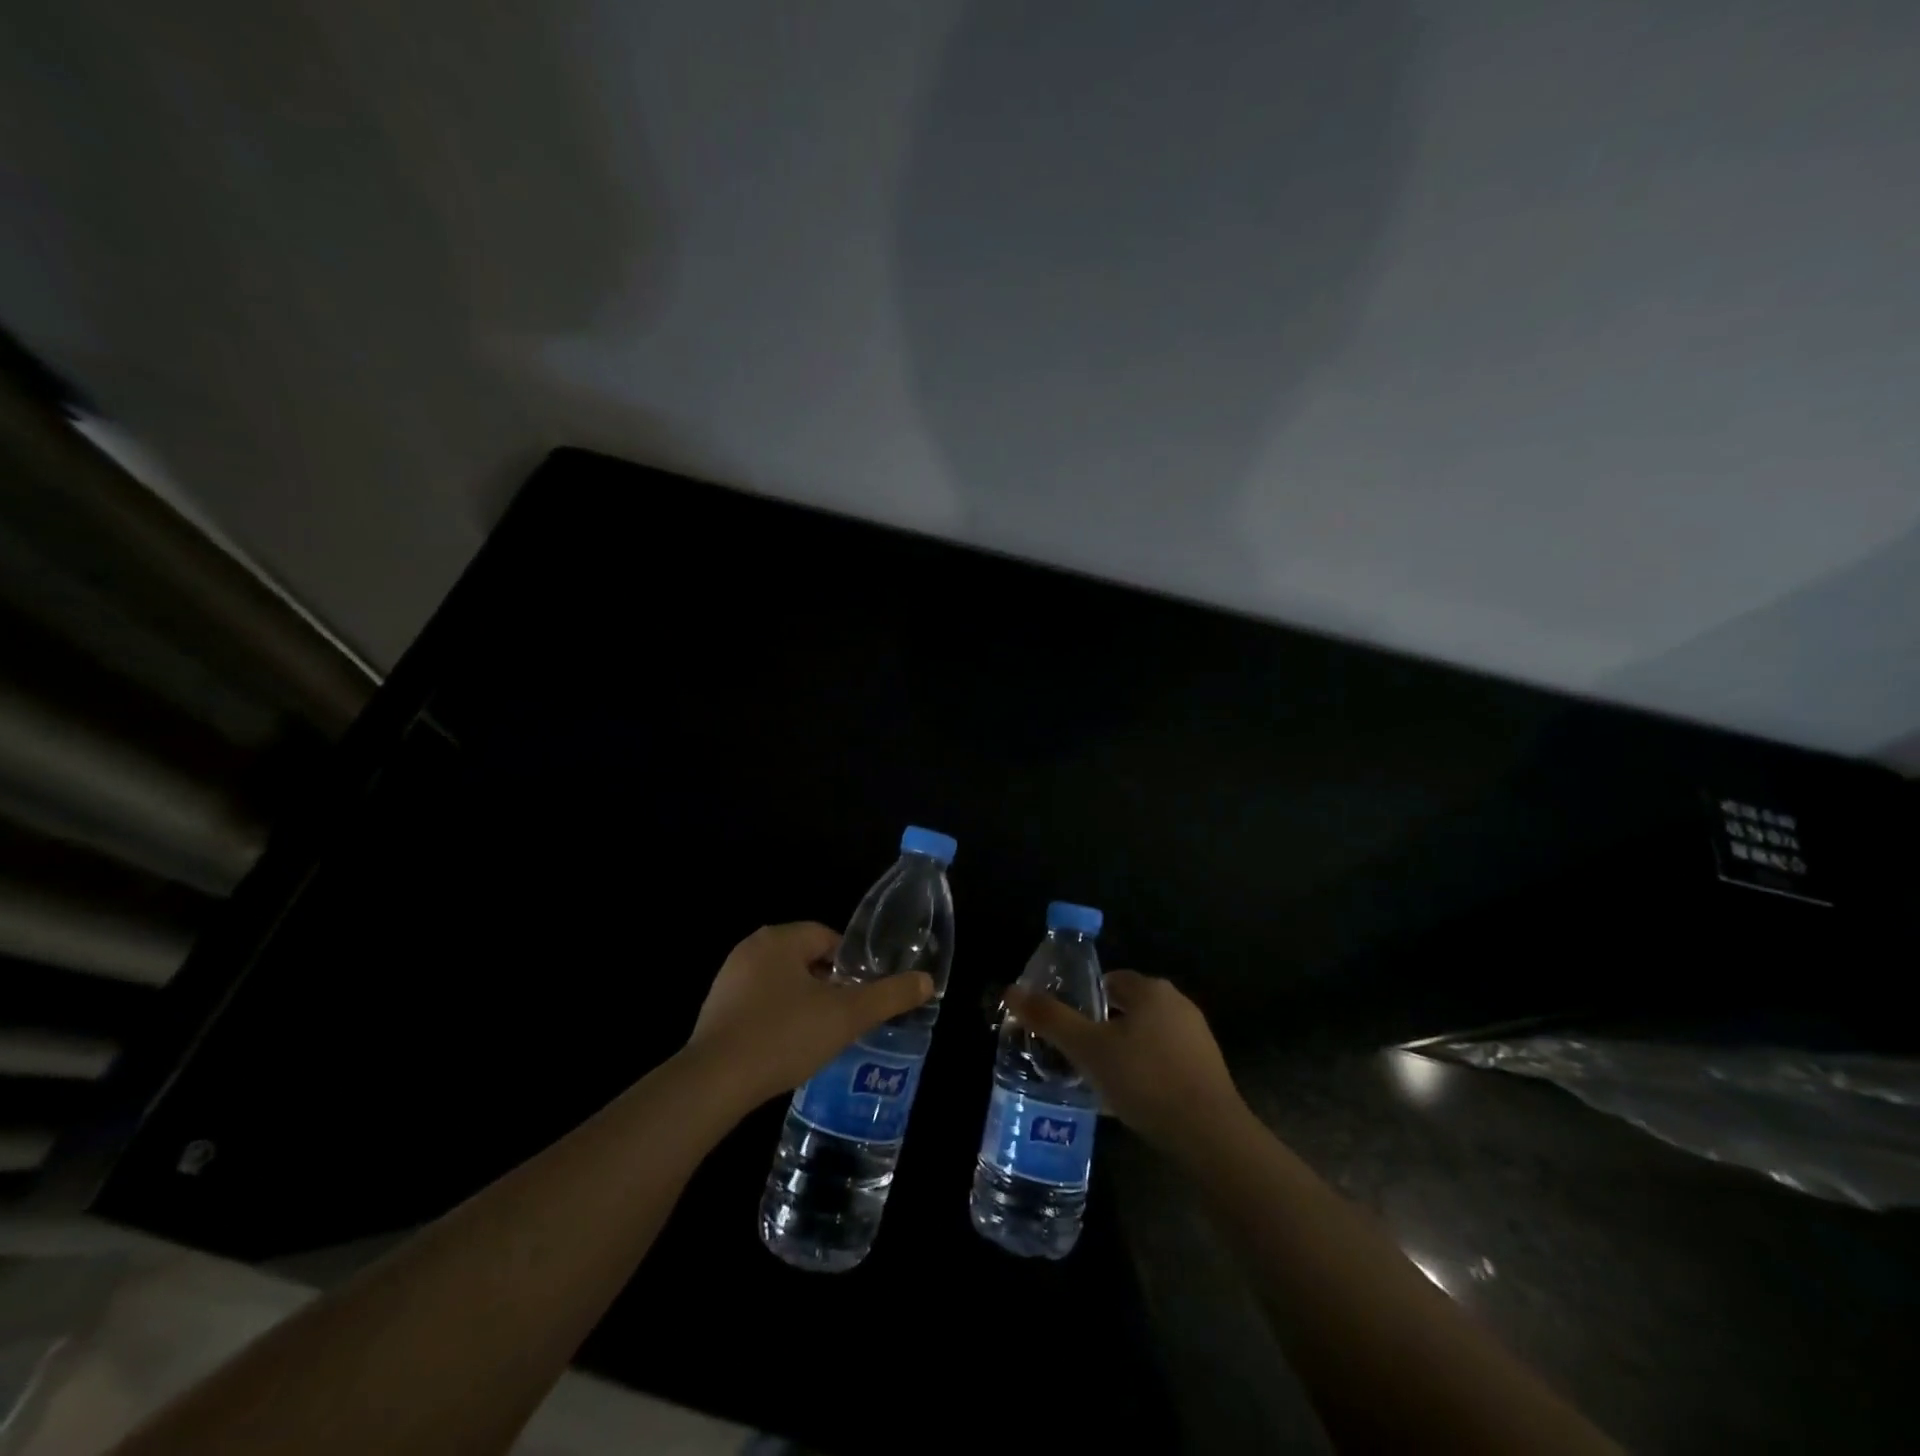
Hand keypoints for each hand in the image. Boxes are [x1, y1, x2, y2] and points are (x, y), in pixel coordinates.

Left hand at [687, 922, 933, 1105]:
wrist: (713, 1083)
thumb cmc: (784, 1035)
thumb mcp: (846, 1016)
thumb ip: (889, 996)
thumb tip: (927, 980)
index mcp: (780, 938)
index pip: (828, 937)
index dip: (851, 965)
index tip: (861, 995)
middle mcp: (751, 948)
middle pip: (805, 958)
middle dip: (828, 985)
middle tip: (846, 1018)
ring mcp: (728, 979)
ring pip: (782, 982)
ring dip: (803, 1003)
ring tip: (820, 1037)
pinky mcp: (715, 1010)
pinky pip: (758, 1004)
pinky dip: (777, 1019)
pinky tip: (786, 1049)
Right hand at [1005, 971, 1243, 1149]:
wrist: (1210, 1135)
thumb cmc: (1144, 1080)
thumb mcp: (1088, 1049)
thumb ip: (1050, 1018)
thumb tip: (1010, 990)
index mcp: (1150, 989)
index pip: (1109, 980)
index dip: (1085, 1001)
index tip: (1067, 1030)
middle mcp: (1177, 1003)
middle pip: (1128, 1007)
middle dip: (1103, 1028)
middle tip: (1079, 1057)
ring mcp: (1197, 1036)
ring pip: (1147, 1035)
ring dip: (1124, 1052)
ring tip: (1100, 1082)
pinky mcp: (1209, 1069)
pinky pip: (1166, 1060)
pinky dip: (1146, 1072)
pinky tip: (1132, 1100)